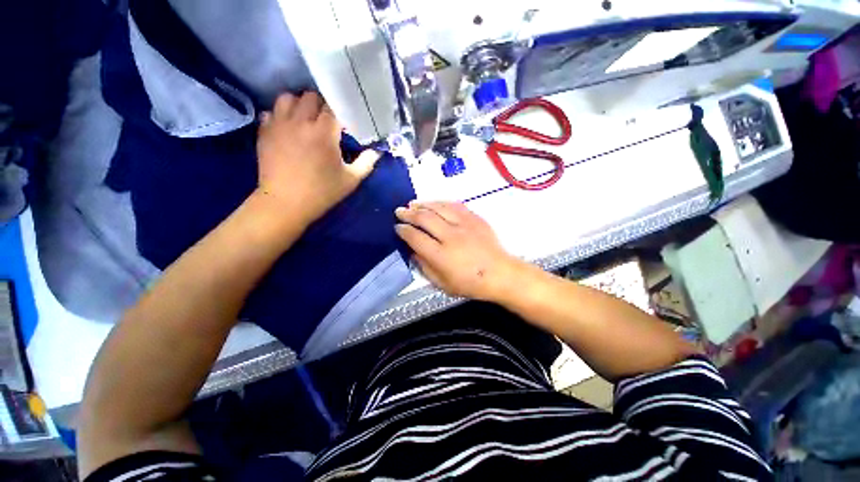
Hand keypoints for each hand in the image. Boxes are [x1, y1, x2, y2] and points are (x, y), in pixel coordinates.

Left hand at [255, 92, 379, 223]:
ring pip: (288, 98)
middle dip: (321, 106)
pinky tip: (287, 129)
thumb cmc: (322, 192)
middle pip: (310, 97)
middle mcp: (300, 121)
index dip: (340, 113)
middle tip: (326, 121)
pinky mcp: (264, 132)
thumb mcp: (351, 180)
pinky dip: (280, 116)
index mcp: (324, 132)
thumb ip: (366, 163)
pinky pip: (271, 112)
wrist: (286, 203)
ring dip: (299, 105)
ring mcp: (279, 124)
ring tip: (305, 120)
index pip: (333, 108)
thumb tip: (376, 152)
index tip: (344, 125)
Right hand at [395, 202, 523, 301]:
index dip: (403, 231)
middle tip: (399, 211)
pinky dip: (441, 203)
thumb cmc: (470, 284)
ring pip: (438, 208)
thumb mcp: (443, 284)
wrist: (500, 274)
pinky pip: (454, 205)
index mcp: (441, 255)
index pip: (415, 237)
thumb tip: (413, 252)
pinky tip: (434, 203)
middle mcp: (451, 236)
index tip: (397, 227)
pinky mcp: (475, 218)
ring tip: (413, 204)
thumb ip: (425, 267)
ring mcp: (464, 224)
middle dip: (408, 213)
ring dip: (423, 204)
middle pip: (424, 218)